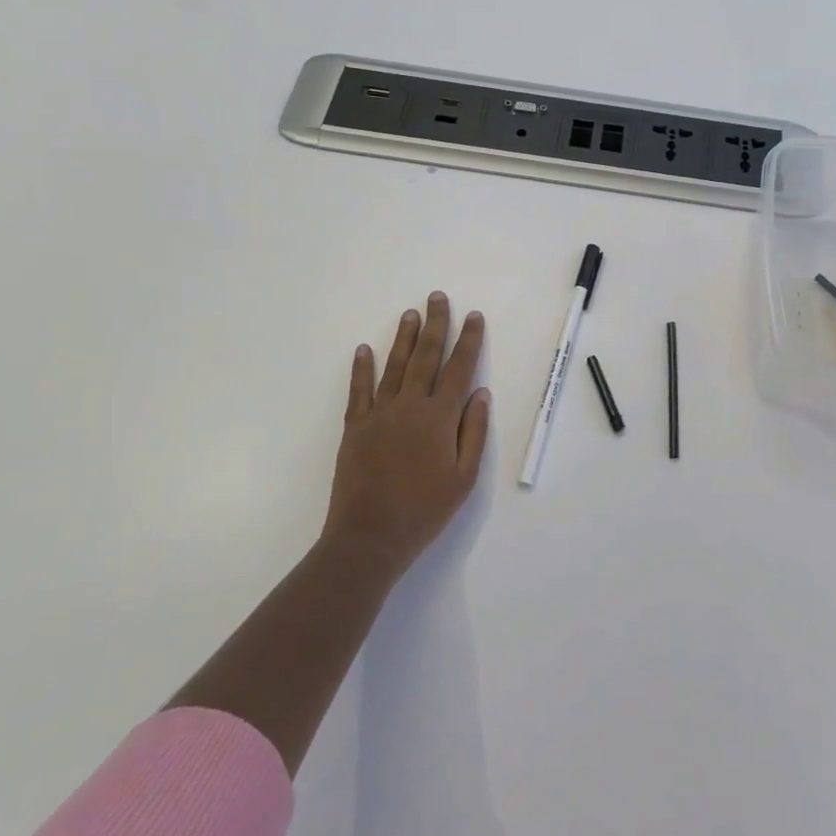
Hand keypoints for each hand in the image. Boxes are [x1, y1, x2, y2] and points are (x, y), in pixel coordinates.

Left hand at [321, 292, 490, 581]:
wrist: (369, 537)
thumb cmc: (425, 510)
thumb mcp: (464, 477)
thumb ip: (473, 431)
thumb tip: (480, 393)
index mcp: (439, 418)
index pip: (459, 369)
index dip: (468, 340)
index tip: (473, 316)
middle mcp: (410, 406)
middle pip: (426, 357)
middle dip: (435, 325)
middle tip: (438, 297)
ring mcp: (379, 414)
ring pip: (394, 366)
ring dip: (404, 338)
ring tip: (411, 313)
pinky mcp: (355, 427)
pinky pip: (359, 390)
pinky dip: (362, 368)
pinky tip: (365, 349)